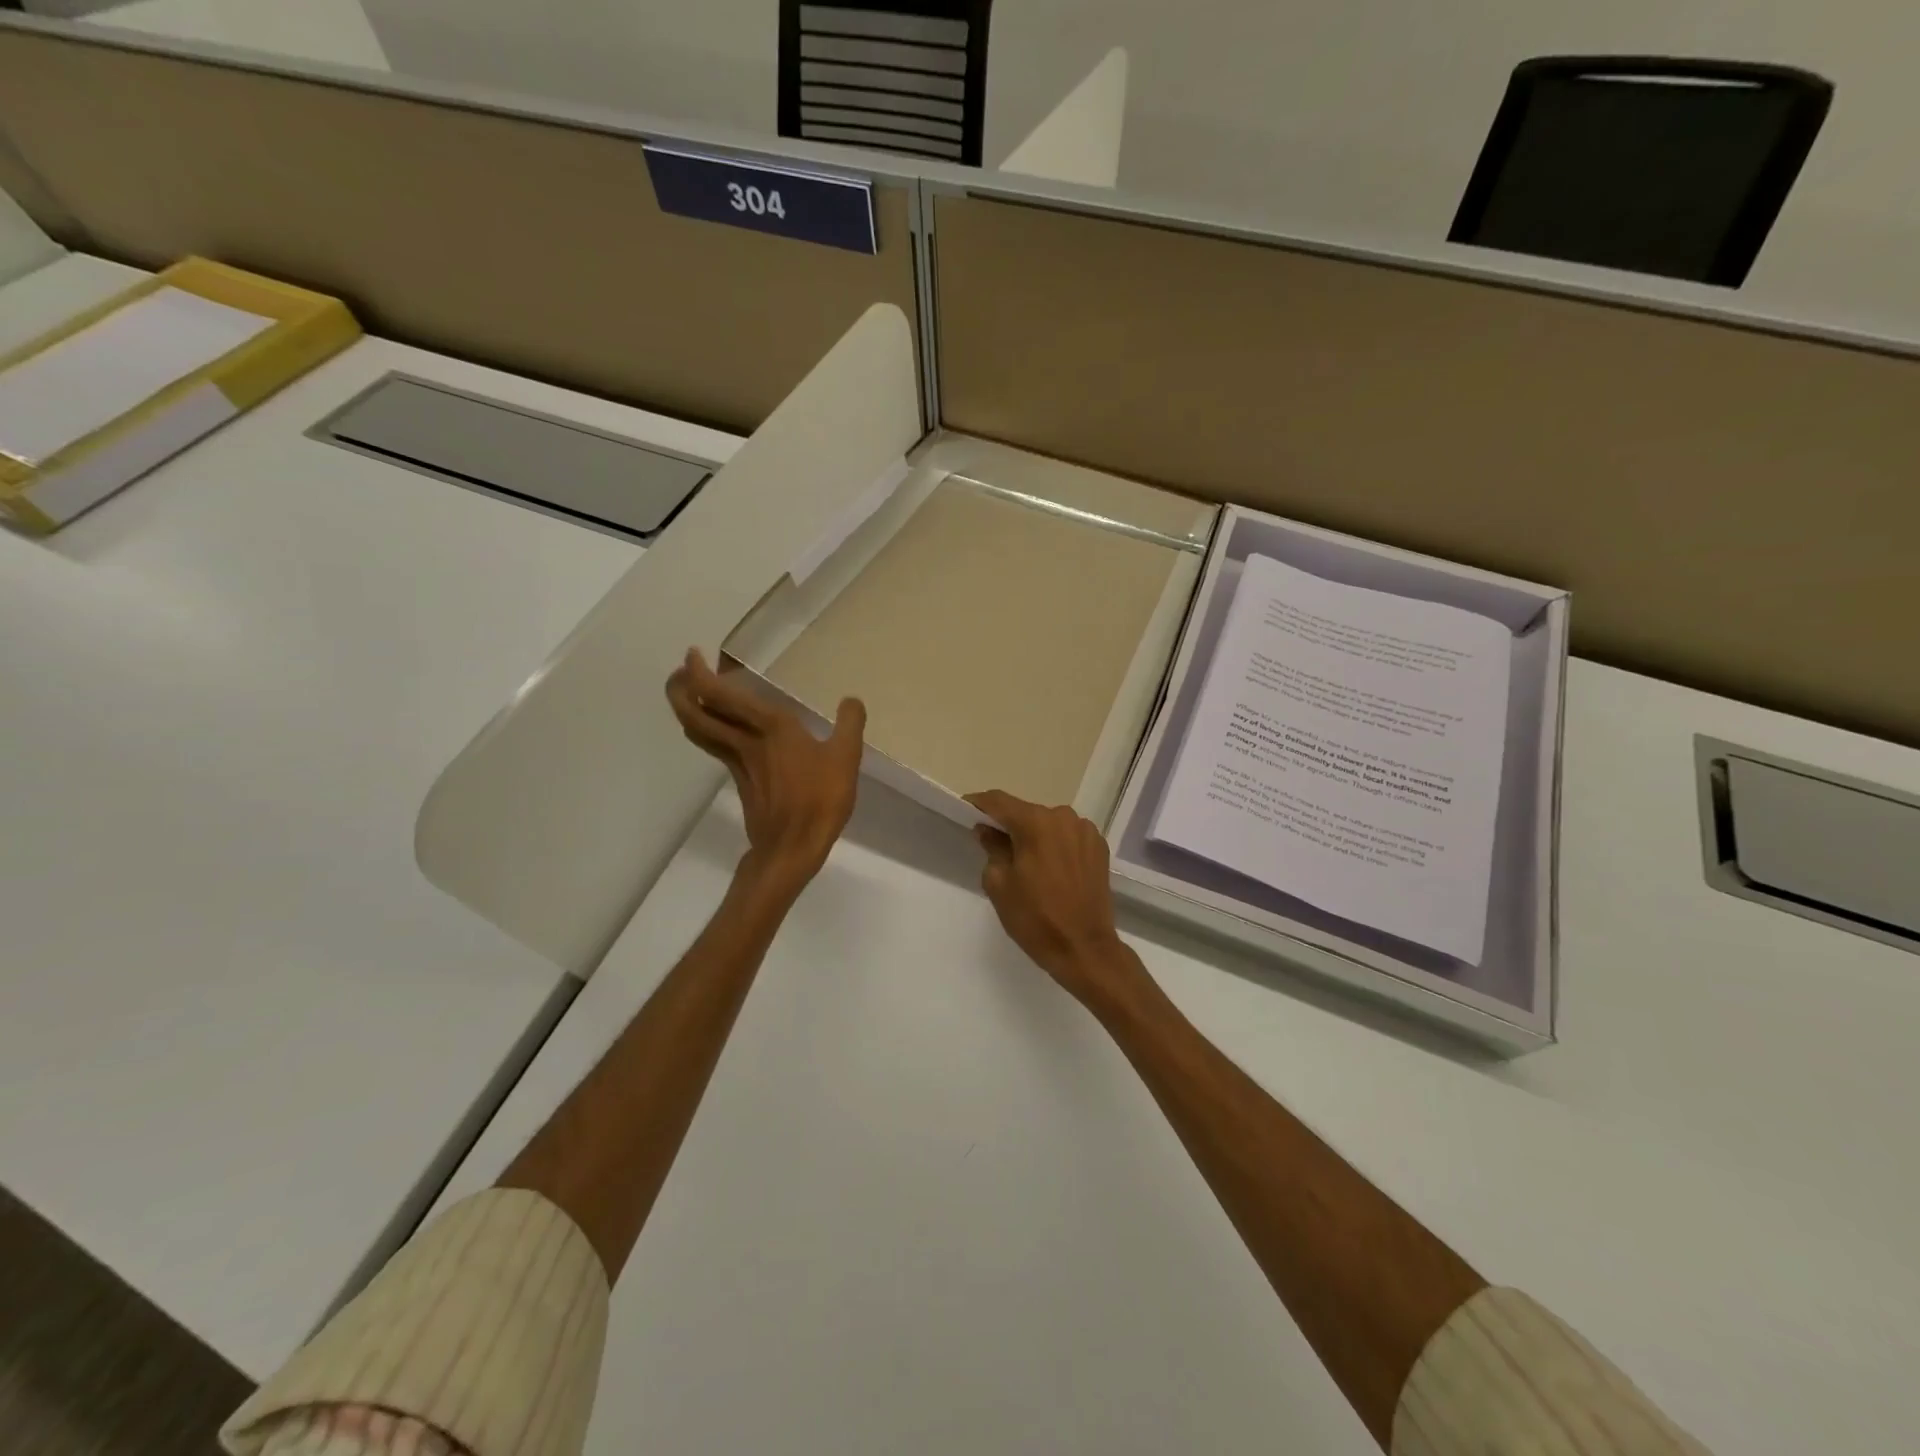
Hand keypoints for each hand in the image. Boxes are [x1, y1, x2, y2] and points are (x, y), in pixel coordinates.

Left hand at [666, 649, 865, 896]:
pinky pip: (716, 746)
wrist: (792, 848)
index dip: (698, 674)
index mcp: (769, 727)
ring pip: (700, 731)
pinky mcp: (741, 780)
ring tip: (691, 694)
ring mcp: (738, 762)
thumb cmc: (819, 800)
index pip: (720, 695)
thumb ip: (849, 724)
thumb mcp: (845, 758)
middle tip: (680, 672)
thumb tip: (851, 701)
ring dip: (688, 710)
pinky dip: (710, 729)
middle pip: (694, 713)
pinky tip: (725, 729)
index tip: (693, 656)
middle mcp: (744, 740)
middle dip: (679, 690)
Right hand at [966, 790, 1152, 1013]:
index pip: (999, 801)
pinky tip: (1051, 870)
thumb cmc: (1035, 918)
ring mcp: (1085, 831)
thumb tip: (988, 830)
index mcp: (1036, 822)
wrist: (1085, 948)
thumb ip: (992, 848)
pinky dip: (1055, 845)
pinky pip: (1068, 837)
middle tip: (993, 845)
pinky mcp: (1099, 847)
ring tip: (1026, 862)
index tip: (965, 810)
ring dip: (1034, 836)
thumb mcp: (999, 884)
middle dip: (1008, 825)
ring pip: (1049, 824)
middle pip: (1026, 812)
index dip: (979, 804)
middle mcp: (1063, 817)